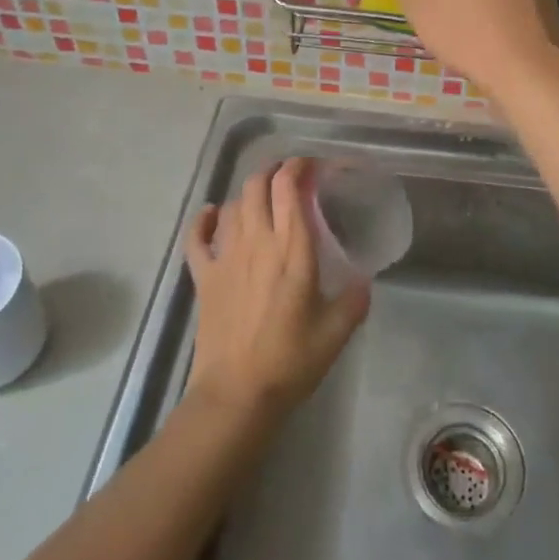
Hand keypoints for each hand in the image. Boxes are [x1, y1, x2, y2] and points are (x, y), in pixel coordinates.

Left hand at [182, 158, 368, 422]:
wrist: (237, 394)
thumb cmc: (291, 361)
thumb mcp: (337, 331)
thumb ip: (354, 298)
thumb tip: (362, 279)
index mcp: (292, 250)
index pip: (289, 187)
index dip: (298, 166)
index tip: (312, 165)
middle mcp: (257, 242)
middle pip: (257, 185)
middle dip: (273, 171)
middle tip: (290, 178)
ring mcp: (225, 256)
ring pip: (231, 204)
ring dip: (247, 194)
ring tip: (262, 201)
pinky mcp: (203, 276)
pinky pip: (196, 236)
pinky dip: (202, 219)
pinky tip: (211, 214)